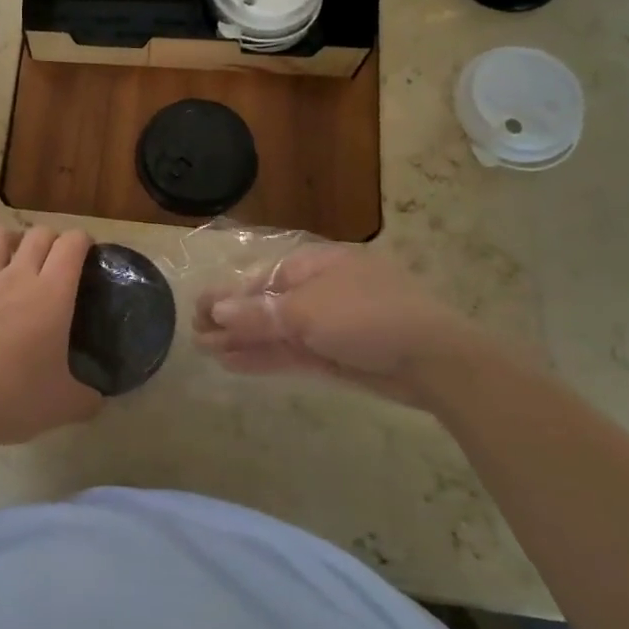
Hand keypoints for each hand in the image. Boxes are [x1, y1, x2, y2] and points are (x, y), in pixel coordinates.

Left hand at [0, 225, 101, 447]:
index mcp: (53, 294)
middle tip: (59, 261)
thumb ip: (89, 398)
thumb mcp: (65, 406)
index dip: (84, 241)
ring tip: (19, 253)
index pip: (72, 244)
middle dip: (53, 239)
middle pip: (38, 234)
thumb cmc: (14, 398)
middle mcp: (18, 277)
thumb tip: (98, 398)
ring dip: (13, 237)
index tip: (90, 255)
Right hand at [194, 242, 498, 406]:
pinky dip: (265, 357)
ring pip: (276, 331)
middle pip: (266, 304)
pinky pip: (291, 352)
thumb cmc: (367, 317)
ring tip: (206, 352)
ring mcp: (328, 325)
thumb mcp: (306, 312)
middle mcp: (319, 291)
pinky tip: (235, 363)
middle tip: (196, 336)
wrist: (432, 360)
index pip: (262, 279)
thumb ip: (258, 314)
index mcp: (315, 265)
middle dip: (231, 321)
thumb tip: (215, 312)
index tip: (198, 312)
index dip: (228, 296)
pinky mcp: (335, 356)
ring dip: (243, 341)